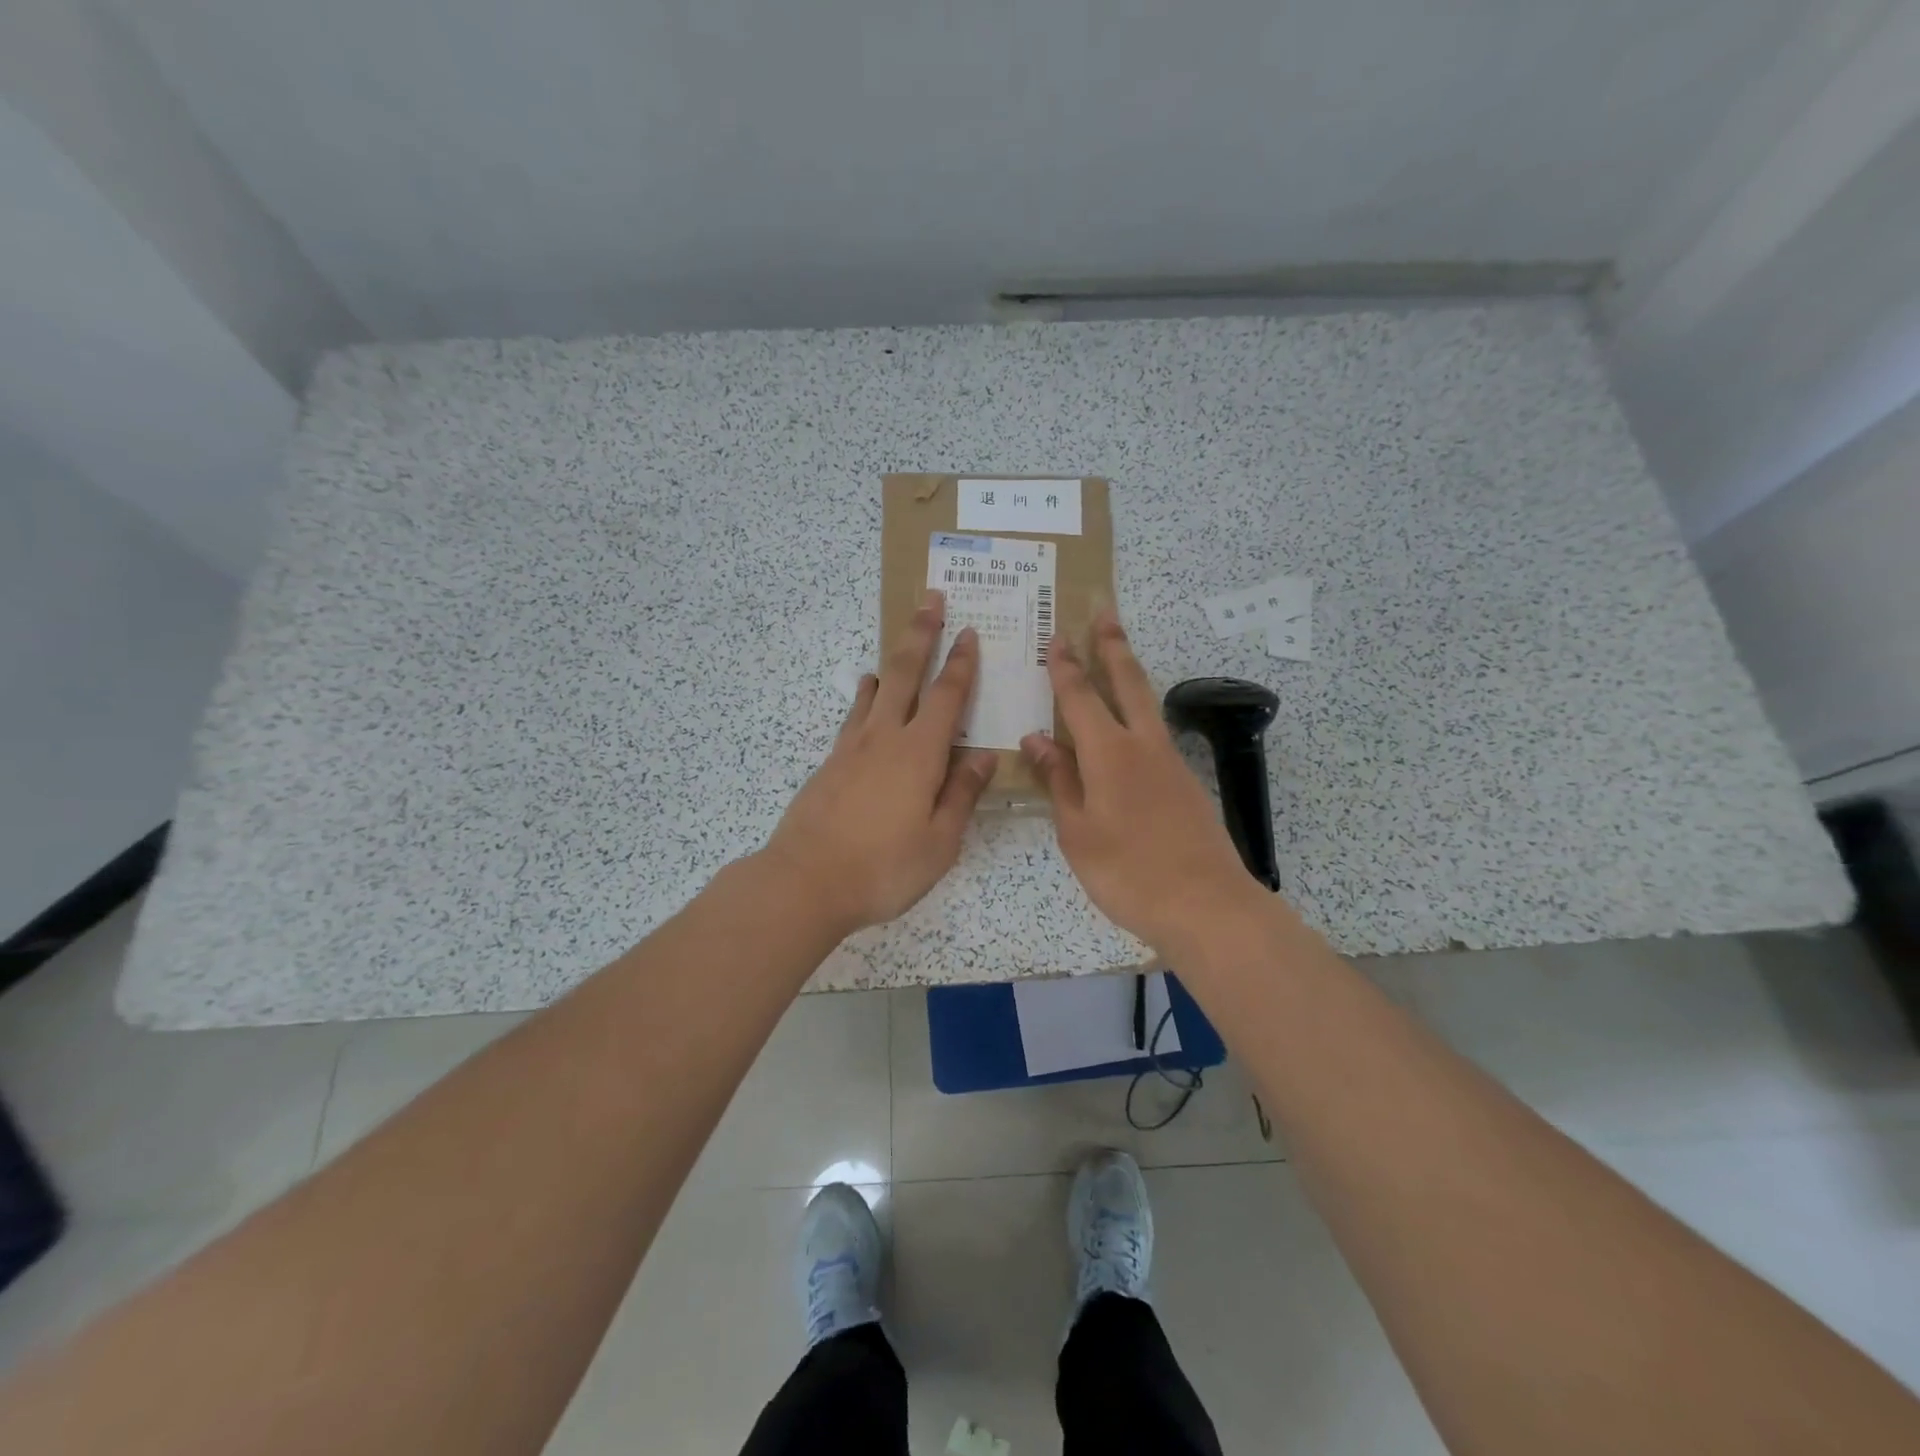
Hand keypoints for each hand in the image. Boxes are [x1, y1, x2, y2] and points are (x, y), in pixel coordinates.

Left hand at [763, 590, 997, 934]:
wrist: (806, 881)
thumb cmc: (884, 867)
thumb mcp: (940, 841)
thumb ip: (962, 794)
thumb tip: (983, 755)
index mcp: (920, 753)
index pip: (947, 696)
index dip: (961, 663)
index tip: (970, 633)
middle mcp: (885, 738)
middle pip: (906, 673)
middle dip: (921, 634)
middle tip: (930, 599)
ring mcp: (852, 747)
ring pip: (876, 689)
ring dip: (892, 661)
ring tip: (899, 645)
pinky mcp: (830, 763)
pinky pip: (854, 715)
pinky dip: (865, 696)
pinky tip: (867, 694)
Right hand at [1021, 605, 1265, 954]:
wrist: (1205, 905)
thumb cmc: (1128, 872)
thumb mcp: (1078, 831)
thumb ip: (1058, 781)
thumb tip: (1035, 739)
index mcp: (1109, 753)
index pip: (1081, 697)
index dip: (1066, 666)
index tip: (1056, 636)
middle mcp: (1143, 745)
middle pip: (1128, 682)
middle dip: (1112, 645)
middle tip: (1105, 611)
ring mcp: (1170, 762)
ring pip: (1148, 703)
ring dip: (1131, 672)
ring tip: (1119, 652)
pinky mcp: (1185, 783)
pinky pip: (1155, 732)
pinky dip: (1139, 712)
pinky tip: (1131, 724)